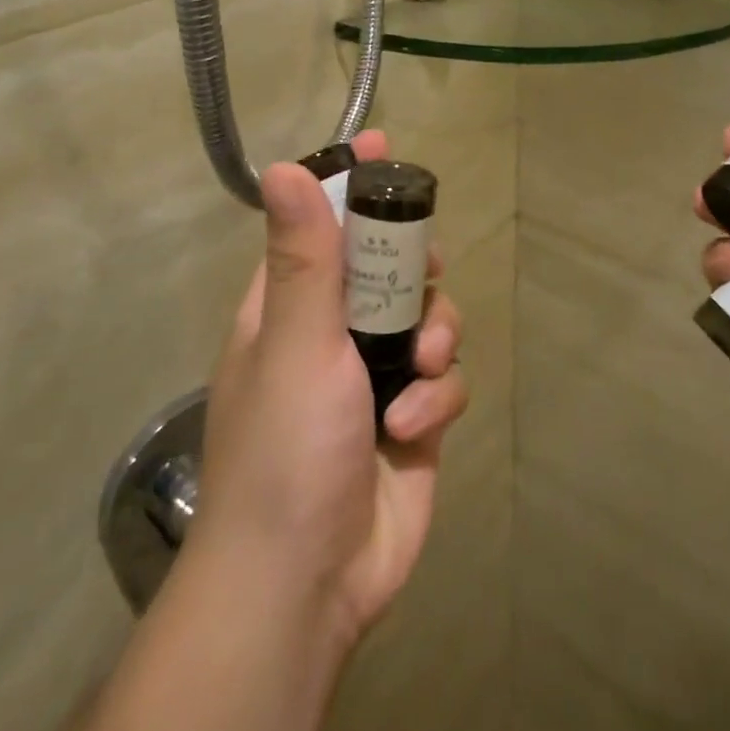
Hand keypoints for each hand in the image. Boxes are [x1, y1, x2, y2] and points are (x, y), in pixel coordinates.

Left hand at [186, 130, 469, 656]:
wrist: (306, 585)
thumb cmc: (287, 448)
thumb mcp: (294, 342)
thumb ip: (302, 256)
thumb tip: (284, 167)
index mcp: (291, 307)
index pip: (322, 224)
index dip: (351, 183)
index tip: (382, 145)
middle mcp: (334, 334)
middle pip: (392, 265)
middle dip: (415, 267)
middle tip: (427, 270)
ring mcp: (377, 377)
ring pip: (430, 319)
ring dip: (435, 337)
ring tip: (421, 367)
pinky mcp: (415, 418)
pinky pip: (445, 379)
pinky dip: (437, 395)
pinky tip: (414, 426)